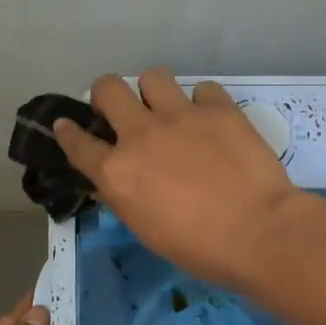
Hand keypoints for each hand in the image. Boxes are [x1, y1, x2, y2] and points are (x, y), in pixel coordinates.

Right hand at [53, 69, 304, 288]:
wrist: (260, 232)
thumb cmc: (200, 248)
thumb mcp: (146, 229)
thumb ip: (123, 196)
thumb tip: (110, 180)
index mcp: (117, 171)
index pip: (77, 142)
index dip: (67, 131)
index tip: (66, 124)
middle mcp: (141, 135)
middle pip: (108, 88)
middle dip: (107, 95)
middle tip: (122, 110)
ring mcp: (180, 116)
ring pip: (153, 76)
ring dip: (155, 91)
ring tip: (169, 109)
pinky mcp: (218, 108)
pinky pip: (202, 89)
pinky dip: (203, 103)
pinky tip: (211, 120)